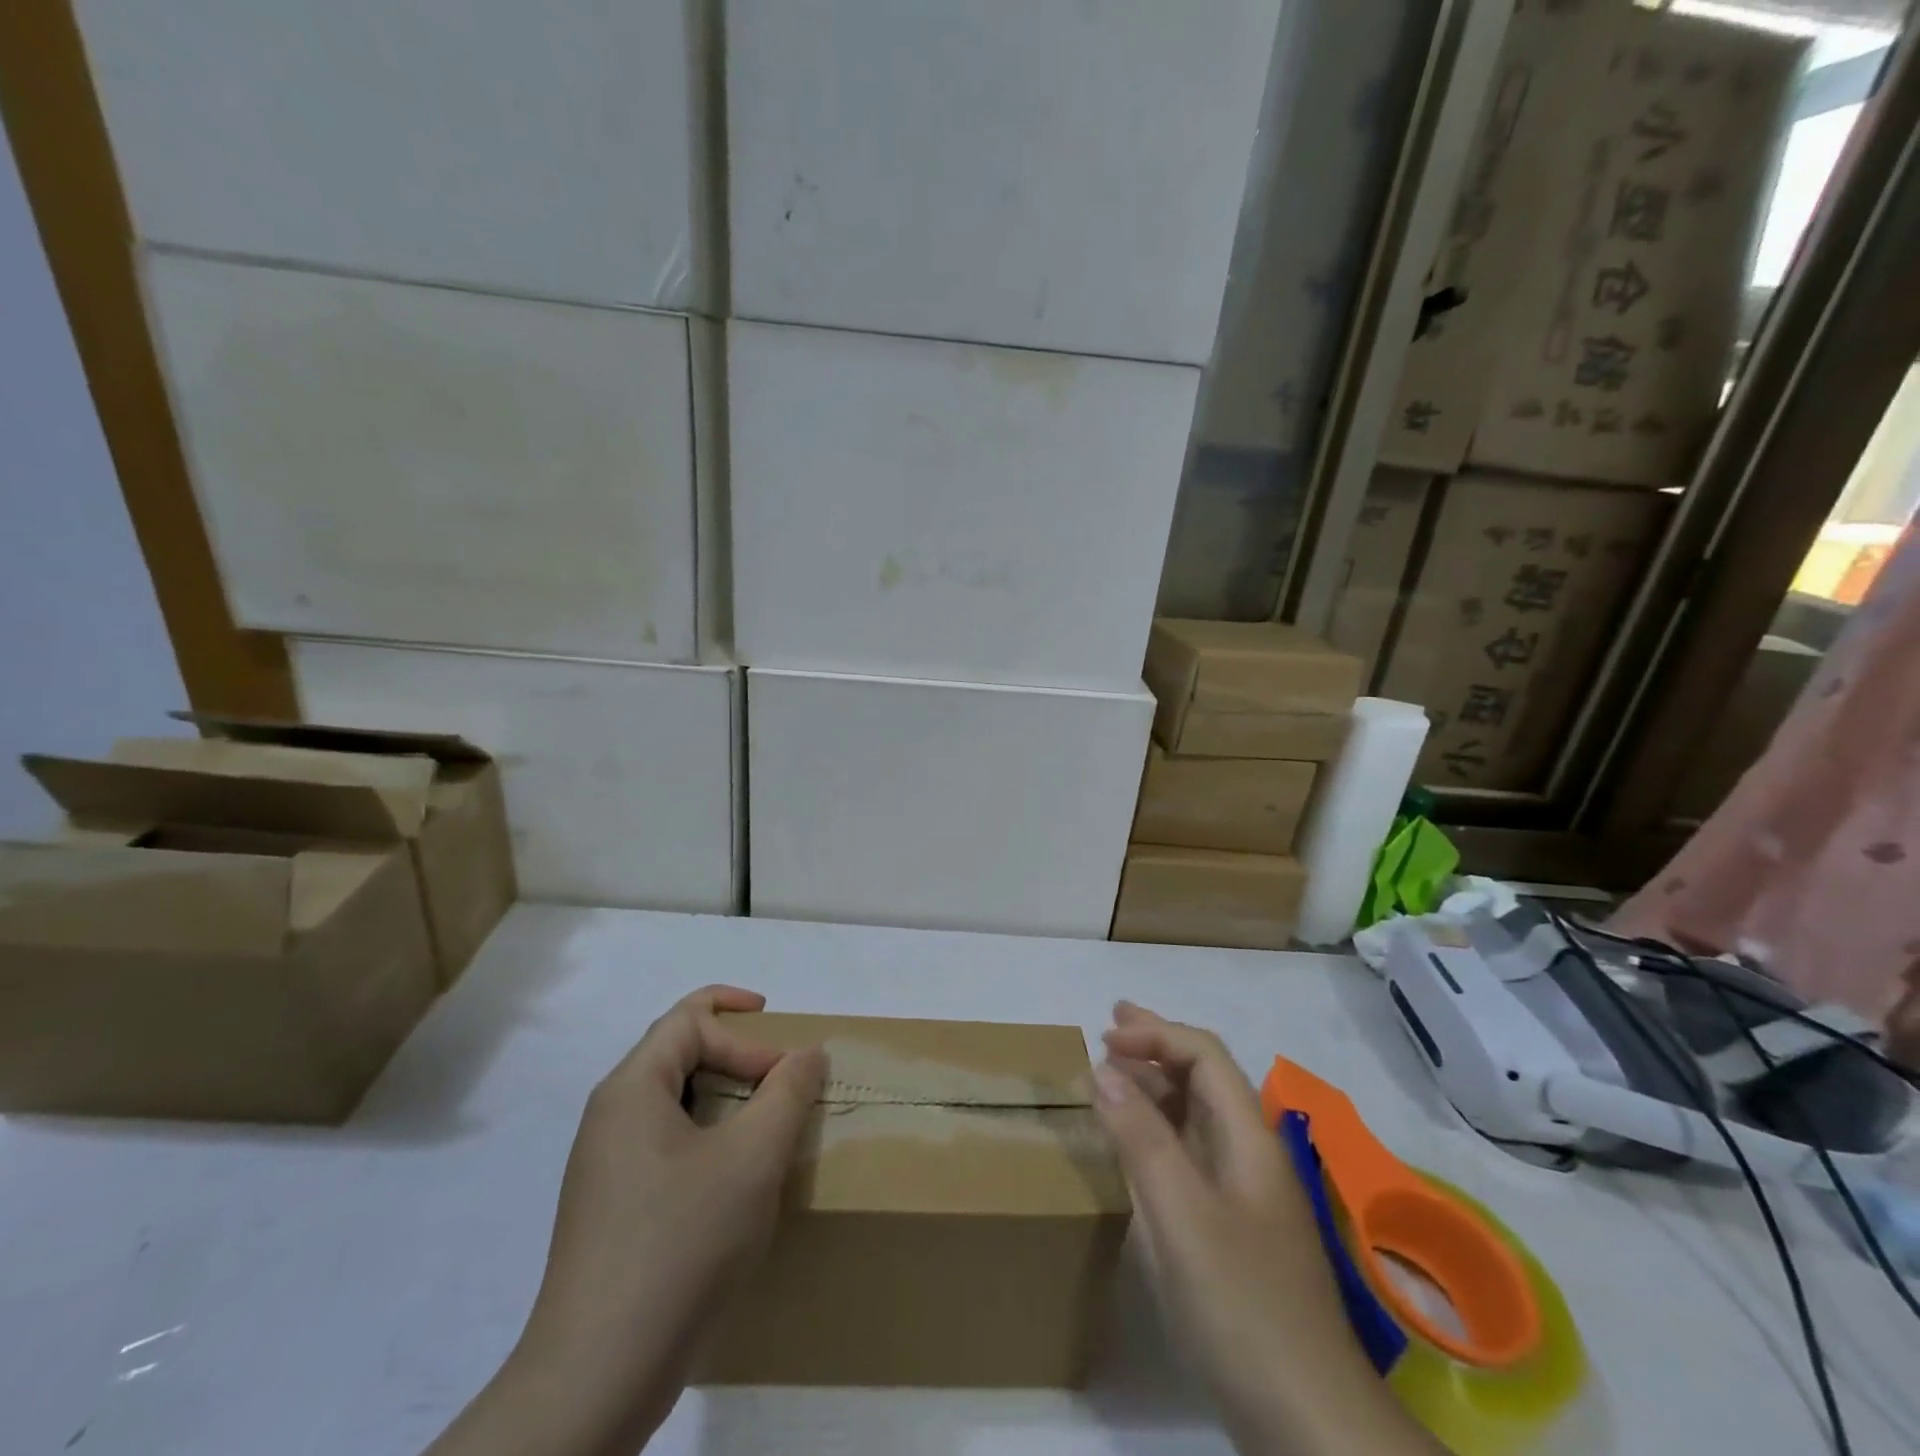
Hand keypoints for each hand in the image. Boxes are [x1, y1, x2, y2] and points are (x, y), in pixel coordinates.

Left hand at [427, 985, 824, 1455]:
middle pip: (677, 1053)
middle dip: (734, 1053)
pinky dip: (707, 1141)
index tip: (785, 1067)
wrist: (599, 1375)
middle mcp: (610, 1117)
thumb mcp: (753, 1157)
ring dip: (724, 1099)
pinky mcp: (611, 1210)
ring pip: (673, 1103)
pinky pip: (664, 1146)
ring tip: (763, 1128)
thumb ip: (788, 1092)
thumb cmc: (682, 1242)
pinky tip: (733, 1183)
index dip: (745, 1027)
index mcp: (632, 1089)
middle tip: (778, 1079)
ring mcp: (605, 1167)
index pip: (689, 1019)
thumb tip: (808, 1053)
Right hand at [1095, 1003, 1441, 1455]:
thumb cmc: (1242, 1304)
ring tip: (1115, 1072)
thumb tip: (1104, 1069)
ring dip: (1156, 1085)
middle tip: (1112, 1025)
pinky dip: (1158, 1131)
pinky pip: (1191, 1156)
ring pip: (1197, 1117)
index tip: (1105, 1038)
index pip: (1205, 1056)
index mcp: (1249, 1138)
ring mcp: (1246, 1196)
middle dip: (1158, 1045)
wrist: (1310, 1422)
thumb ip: (1141, 1138)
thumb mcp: (1181, 1215)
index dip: (1156, 1034)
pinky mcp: (1235, 1233)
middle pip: (1204, 1078)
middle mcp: (1251, 1155)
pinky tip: (1136, 1144)